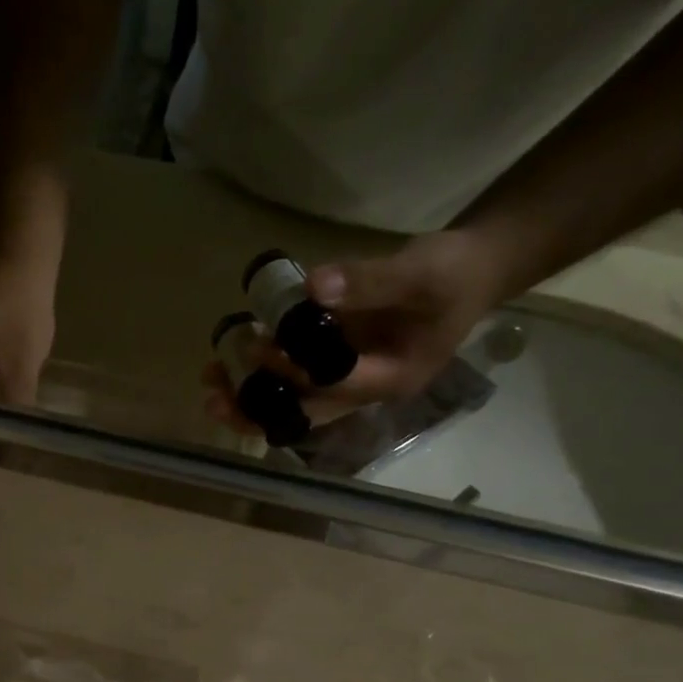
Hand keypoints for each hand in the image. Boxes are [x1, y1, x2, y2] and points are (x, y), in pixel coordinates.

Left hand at [203, 231, 507, 431]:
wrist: (473, 269)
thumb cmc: (455, 274)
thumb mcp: (423, 271)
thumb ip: (371, 280)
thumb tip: (313, 286)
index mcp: (392, 379)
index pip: (333, 387)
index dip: (293, 373)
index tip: (257, 350)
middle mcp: (365, 389)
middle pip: (305, 412)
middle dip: (257, 408)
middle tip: (212, 395)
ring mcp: (349, 378)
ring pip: (294, 401)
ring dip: (251, 395)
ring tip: (210, 380)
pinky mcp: (337, 361)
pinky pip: (295, 376)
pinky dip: (264, 369)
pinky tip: (233, 352)